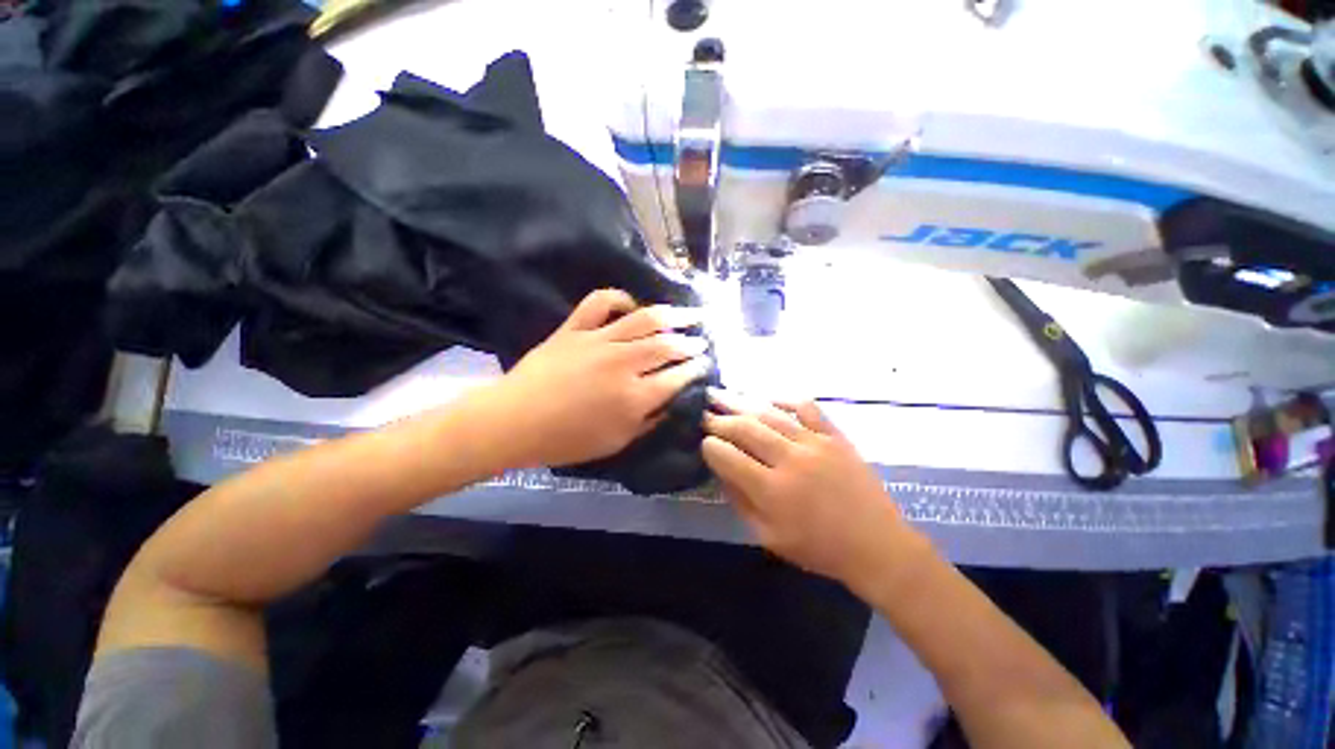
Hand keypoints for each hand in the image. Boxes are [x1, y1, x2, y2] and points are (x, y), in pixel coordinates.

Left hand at [488, 289, 711, 467]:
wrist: (515, 421)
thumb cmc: (567, 440)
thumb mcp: (616, 442)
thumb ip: (648, 421)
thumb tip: (669, 402)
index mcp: (635, 397)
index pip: (677, 377)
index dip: (696, 369)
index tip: (706, 364)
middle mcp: (624, 363)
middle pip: (668, 345)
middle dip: (691, 342)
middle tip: (702, 341)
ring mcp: (599, 341)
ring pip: (645, 319)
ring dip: (673, 315)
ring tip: (690, 313)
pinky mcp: (575, 329)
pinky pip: (600, 303)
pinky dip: (618, 298)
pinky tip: (631, 304)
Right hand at [702, 391, 920, 592]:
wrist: (876, 545)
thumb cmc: (818, 548)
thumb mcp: (769, 537)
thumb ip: (740, 501)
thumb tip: (722, 469)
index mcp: (772, 491)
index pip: (727, 457)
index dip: (709, 446)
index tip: (702, 441)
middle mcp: (790, 460)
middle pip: (744, 428)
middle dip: (718, 419)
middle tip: (703, 411)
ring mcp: (814, 443)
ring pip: (769, 414)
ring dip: (741, 402)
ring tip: (722, 395)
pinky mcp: (834, 436)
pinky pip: (806, 407)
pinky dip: (784, 398)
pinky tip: (767, 397)